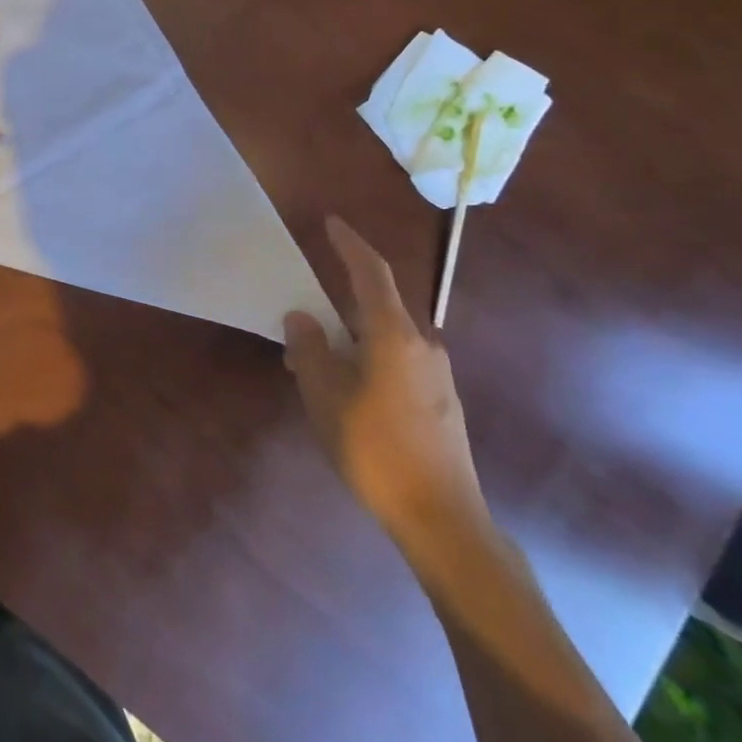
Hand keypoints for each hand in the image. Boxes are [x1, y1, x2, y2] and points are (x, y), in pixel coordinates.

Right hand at [285, 216, 486, 544]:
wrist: (441, 517)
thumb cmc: (374, 447)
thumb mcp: (324, 394)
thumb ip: (310, 348)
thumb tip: (302, 317)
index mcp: (393, 334)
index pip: (370, 273)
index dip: (350, 244)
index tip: (331, 223)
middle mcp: (422, 344)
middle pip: (375, 308)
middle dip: (336, 308)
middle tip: (300, 323)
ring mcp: (437, 375)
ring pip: (384, 339)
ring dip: (349, 341)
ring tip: (314, 367)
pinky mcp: (441, 402)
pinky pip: (396, 364)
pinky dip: (366, 362)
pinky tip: (346, 395)